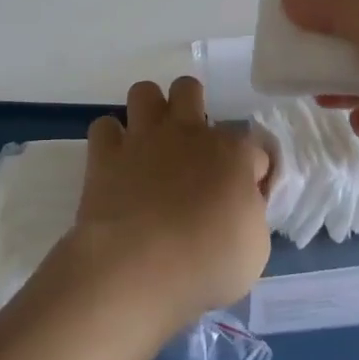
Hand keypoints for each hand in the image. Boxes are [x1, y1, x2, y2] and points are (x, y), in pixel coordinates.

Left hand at [68, 77, 272, 331]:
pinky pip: (104, 127)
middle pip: (189, 90)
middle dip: (192, 108)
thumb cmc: (205, 265)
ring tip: (152, 143)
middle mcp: (189, 133)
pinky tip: (117, 162)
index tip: (246, 197)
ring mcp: (144, 138)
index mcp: (233, 154)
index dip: (253, 172)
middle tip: (192, 148)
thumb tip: (242, 203)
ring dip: (149, 112)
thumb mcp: (254, 250)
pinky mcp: (105, 154)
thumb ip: (251, 214)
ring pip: (144, 92)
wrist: (136, 269)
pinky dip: (110, 141)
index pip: (254, 148)